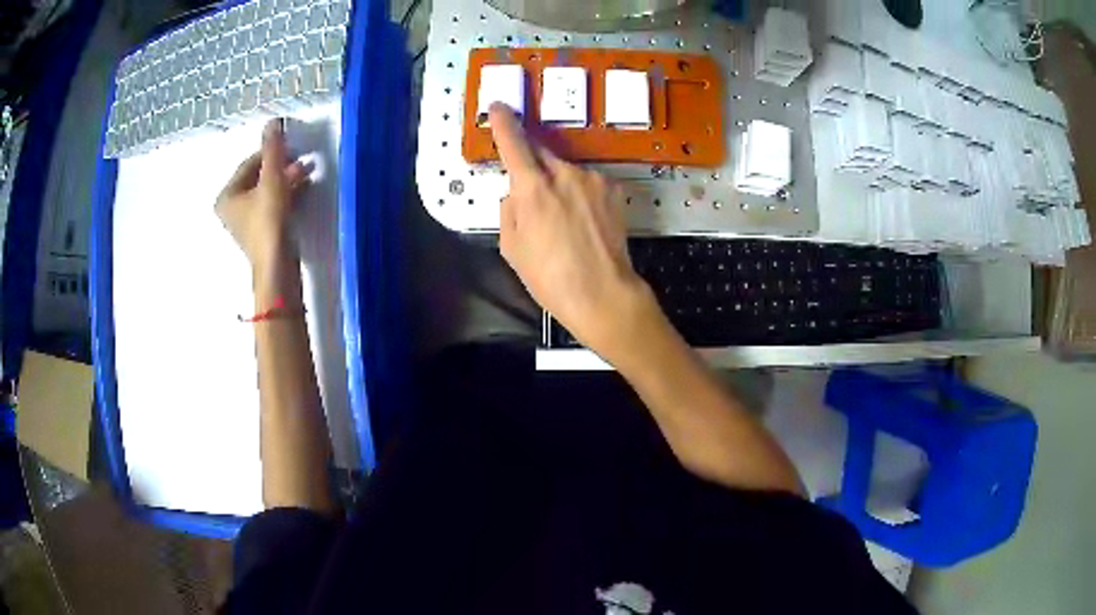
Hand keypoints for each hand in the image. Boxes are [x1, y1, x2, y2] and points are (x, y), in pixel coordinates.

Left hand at [216, 118, 308, 274]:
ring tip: (306, 173)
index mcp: (227, 195)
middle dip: (281, 167)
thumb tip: (272, 121)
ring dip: (286, 179)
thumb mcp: (272, 179)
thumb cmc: (268, 220)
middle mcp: (231, 208)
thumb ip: (273, 150)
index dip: (270, 152)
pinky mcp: (260, 232)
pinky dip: (286, 195)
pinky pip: (271, 205)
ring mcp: (245, 222)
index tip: (290, 146)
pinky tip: (302, 189)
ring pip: (266, 191)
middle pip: (258, 178)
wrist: (277, 264)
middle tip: (301, 160)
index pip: (249, 163)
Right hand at [489, 103, 663, 362]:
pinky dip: (581, 194)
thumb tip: (516, 192)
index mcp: (533, 187)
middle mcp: (564, 173)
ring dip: (560, 184)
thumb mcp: (511, 248)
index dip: (504, 123)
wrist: (604, 294)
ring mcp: (594, 179)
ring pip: (567, 171)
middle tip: (531, 192)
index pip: (514, 143)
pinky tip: (585, 222)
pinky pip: (589, 182)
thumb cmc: (550, 277)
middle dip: (533, 165)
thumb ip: (508, 209)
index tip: (499, 106)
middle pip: (542, 153)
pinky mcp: (614, 189)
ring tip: (564, 221)